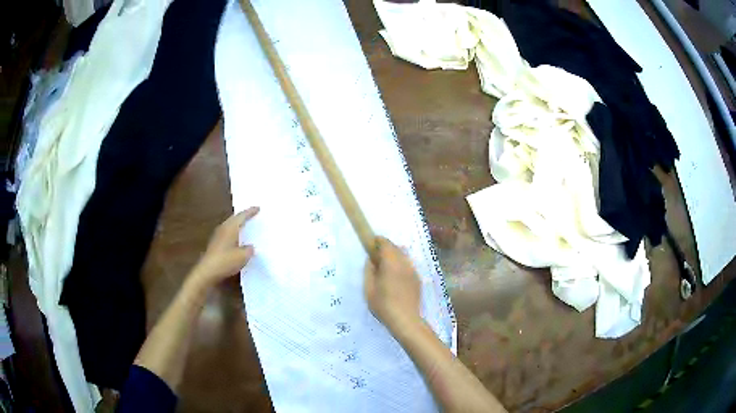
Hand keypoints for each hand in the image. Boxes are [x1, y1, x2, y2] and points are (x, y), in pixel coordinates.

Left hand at [190, 207, 258, 288]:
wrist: (207, 271)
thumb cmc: (226, 261)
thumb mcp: (243, 256)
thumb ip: (249, 250)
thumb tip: (251, 247)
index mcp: (230, 228)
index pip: (242, 216)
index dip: (250, 212)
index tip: (258, 208)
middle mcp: (223, 229)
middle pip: (234, 219)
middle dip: (243, 216)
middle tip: (252, 215)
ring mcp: (218, 236)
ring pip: (230, 226)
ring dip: (238, 225)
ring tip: (246, 226)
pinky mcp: (215, 245)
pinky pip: (227, 234)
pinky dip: (234, 234)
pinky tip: (238, 240)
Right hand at [364, 237, 421, 331]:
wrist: (406, 320)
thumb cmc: (383, 305)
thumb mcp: (369, 289)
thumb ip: (369, 271)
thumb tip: (371, 260)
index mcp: (391, 263)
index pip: (386, 243)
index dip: (378, 241)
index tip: (371, 245)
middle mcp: (404, 263)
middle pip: (396, 248)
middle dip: (386, 248)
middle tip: (376, 258)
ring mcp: (413, 271)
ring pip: (403, 256)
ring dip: (394, 257)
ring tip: (385, 269)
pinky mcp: (417, 279)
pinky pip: (408, 266)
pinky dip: (401, 266)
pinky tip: (395, 279)